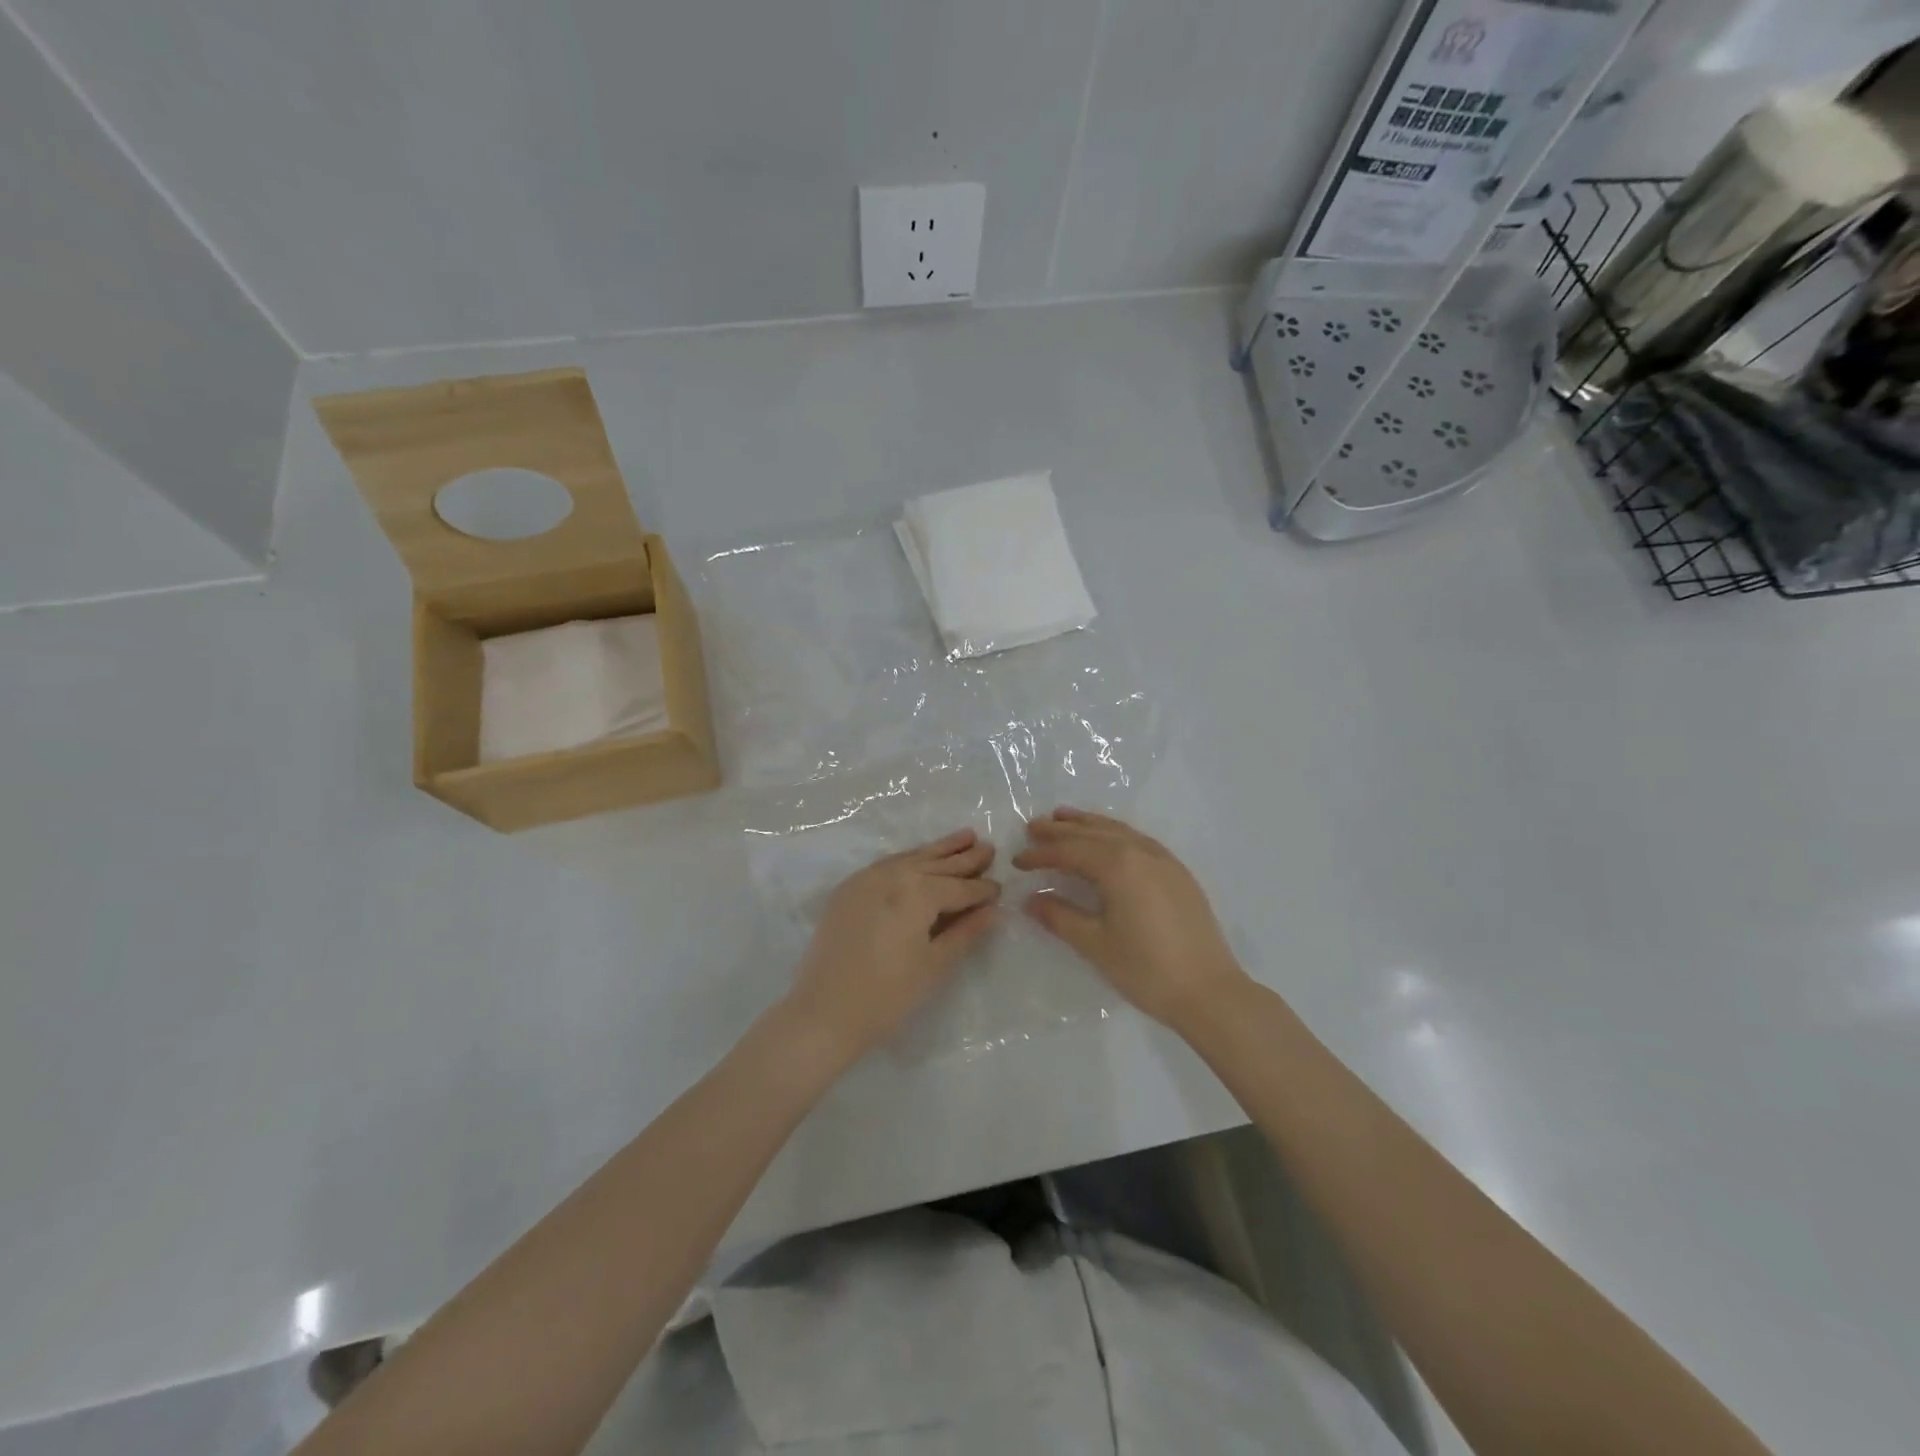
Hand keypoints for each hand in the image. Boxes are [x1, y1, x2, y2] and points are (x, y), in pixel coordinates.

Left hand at [786, 829, 999, 1058]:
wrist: (824, 1011)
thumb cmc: (888, 995)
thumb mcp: (935, 965)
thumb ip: (966, 932)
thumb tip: (994, 911)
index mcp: (918, 892)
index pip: (959, 888)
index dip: (982, 890)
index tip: (1000, 887)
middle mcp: (894, 875)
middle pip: (936, 864)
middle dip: (964, 858)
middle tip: (988, 847)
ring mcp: (867, 878)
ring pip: (911, 858)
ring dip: (939, 850)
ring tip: (964, 837)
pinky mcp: (849, 888)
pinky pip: (887, 864)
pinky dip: (909, 859)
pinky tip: (921, 858)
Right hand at [1014, 808, 1246, 1030]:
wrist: (1209, 991)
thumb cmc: (1146, 969)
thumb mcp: (1095, 944)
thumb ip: (1060, 917)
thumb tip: (1031, 900)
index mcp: (1118, 865)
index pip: (1070, 851)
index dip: (1041, 854)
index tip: (1017, 860)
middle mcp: (1141, 852)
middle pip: (1093, 832)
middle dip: (1061, 830)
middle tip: (1033, 827)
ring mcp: (1164, 860)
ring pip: (1118, 831)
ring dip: (1089, 824)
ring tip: (1064, 818)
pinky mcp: (1178, 873)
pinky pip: (1138, 840)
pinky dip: (1115, 833)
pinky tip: (1108, 840)